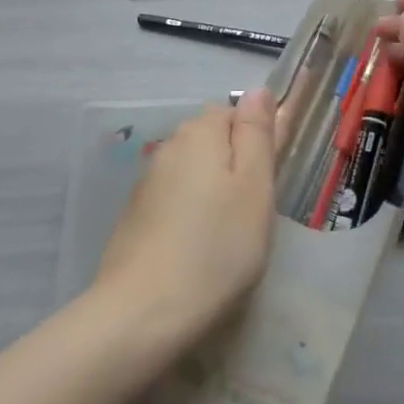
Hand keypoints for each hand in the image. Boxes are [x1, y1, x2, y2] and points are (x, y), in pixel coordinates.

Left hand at [92, 90, 276, 345]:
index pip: (235, 111)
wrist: (142, 313)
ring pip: (193, 171)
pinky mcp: (135, 216)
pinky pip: (174, 199)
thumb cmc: (217, 247)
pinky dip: (189, 215)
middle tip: (253, 212)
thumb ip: (257, 133)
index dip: (256, 140)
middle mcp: (169, 147)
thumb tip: (258, 90)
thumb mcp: (255, 186)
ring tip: (228, 236)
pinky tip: (197, 249)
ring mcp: (147, 182)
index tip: (268, 180)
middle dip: (235, 165)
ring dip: (212, 191)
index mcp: (200, 132)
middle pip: (212, 140)